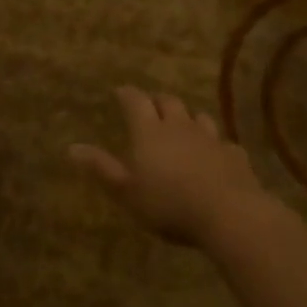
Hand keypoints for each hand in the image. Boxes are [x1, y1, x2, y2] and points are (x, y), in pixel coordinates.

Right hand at [69, 86, 270, 247]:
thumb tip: (71, 147)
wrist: (229, 214)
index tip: (120, 92)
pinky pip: (224, 143)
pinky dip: (216, 145)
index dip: (127, 94)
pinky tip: (216, 155)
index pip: (136, 101)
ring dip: (188, 118)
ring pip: (198, 117)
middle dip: (157, 101)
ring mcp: (210, 138)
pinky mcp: (234, 156)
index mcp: (150, 131)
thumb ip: (101, 168)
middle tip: (150, 106)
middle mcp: (179, 126)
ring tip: (183, 126)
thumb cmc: (169, 203)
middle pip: (168, 102)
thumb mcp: (127, 192)